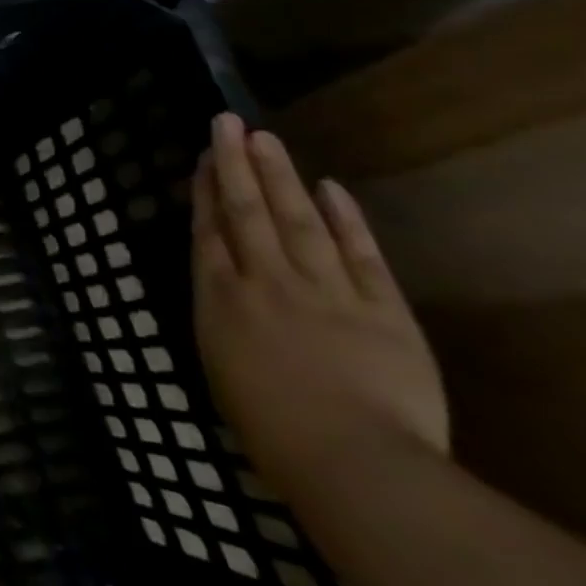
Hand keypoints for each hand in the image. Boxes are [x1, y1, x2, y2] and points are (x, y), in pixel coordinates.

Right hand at [192, 114, 446, 505]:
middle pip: (246, 212)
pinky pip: (361, 255)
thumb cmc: (271, 431)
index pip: (209, 231)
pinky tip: (330, 187)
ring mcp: (325, 290)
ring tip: (265, 139)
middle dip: (234, 164)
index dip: (205, 190)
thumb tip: (227, 291)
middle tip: (227, 122)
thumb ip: (224, 323)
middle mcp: (266, 282)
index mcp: (222, 300)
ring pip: (297, 220)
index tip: (204, 156)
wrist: (354, 463)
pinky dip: (346, 220)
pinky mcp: (382, 309)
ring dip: (279, 177)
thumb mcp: (222, 371)